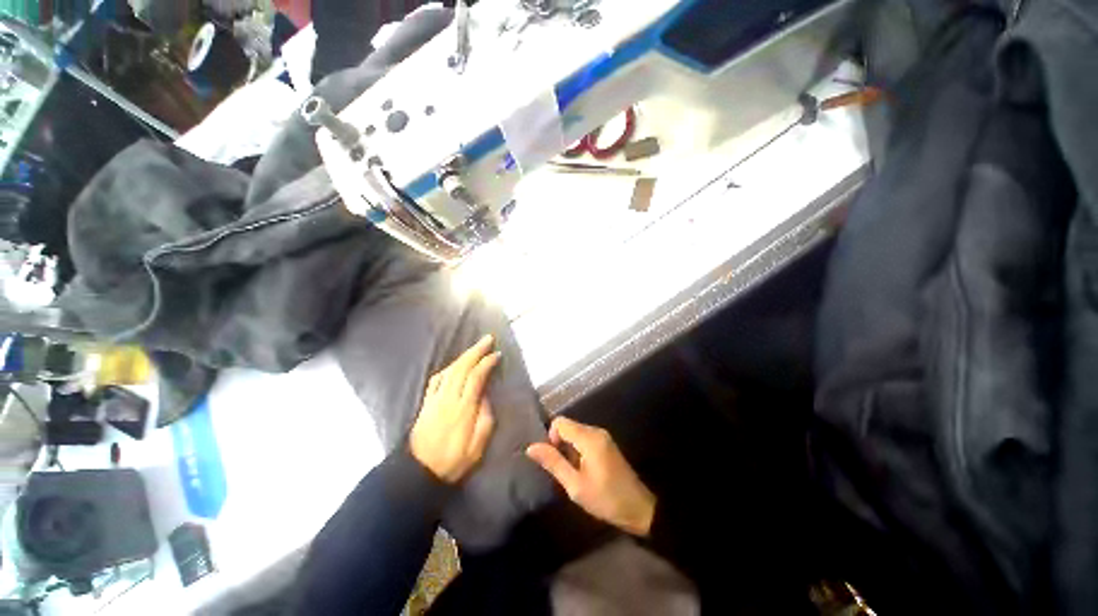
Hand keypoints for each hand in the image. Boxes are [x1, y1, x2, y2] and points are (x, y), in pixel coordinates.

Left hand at [410, 335, 499, 483]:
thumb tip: (485, 397)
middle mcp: (448, 399)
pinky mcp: (426, 403)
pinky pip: (437, 378)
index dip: (487, 363)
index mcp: (463, 409)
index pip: (476, 377)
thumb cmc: (453, 461)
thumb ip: (485, 419)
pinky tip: (454, 365)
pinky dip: (448, 367)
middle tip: (488, 338)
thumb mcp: (477, 447)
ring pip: (449, 370)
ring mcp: (435, 399)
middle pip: (462, 367)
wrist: (419, 472)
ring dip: (463, 356)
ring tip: (475, 348)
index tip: (497, 354)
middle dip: (476, 350)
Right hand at [526, 417, 655, 536]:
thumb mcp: (575, 485)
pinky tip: (583, 470)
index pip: (560, 422)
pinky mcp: (606, 443)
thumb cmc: (606, 499)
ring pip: (576, 432)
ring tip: (573, 473)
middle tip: (564, 470)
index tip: (556, 460)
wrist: (639, 508)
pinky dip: (578, 450)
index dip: (551, 437)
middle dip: (560, 444)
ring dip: (569, 449)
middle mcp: (596, 431)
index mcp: (589, 438)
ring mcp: (603, 436)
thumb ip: (554, 463)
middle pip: (568, 426)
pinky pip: (585, 438)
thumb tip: (531, 447)